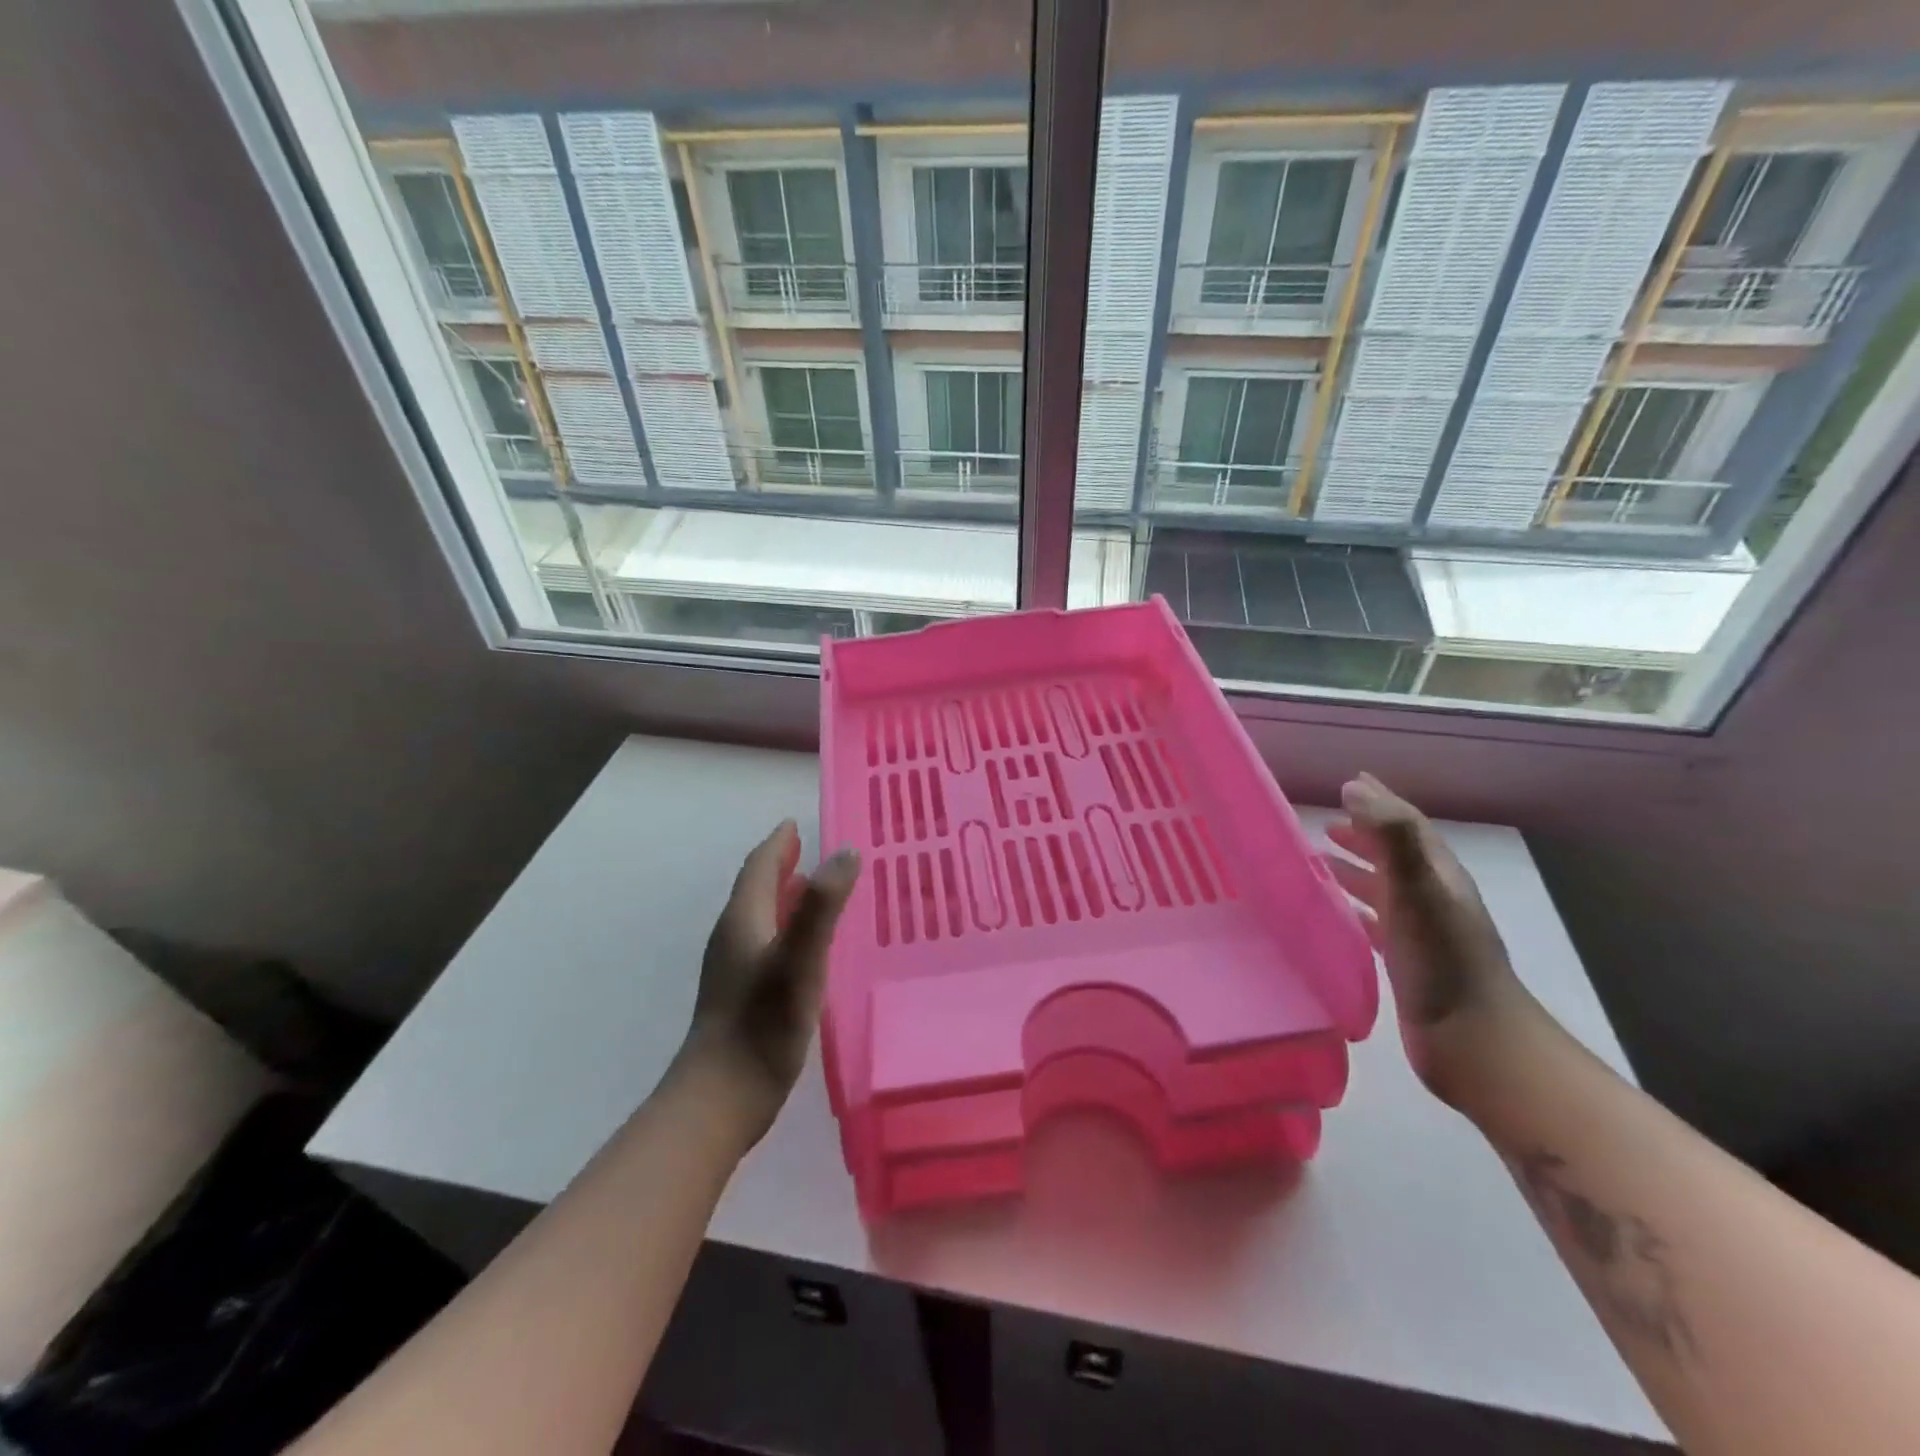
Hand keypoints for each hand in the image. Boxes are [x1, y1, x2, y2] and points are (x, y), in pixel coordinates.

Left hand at [680, 821, 860, 1140]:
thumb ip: (822, 906)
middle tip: (808, 848)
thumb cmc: (762, 1025)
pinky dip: (786, 927)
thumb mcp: (800, 960)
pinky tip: (806, 946)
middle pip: (757, 889)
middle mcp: (734, 937)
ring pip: (760, 917)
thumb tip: (845, 852)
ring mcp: (734, 969)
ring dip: (784, 896)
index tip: (794, 824)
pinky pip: (766, 942)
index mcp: (743, 921)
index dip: (777, 844)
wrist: (720, 1099)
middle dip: (781, 865)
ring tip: (813, 887)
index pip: (758, 868)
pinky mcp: (741, 996)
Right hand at [1325, 774, 1536, 1102]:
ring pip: (1382, 889)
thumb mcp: (1417, 888)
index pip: (1407, 825)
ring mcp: (1420, 933)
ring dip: (1355, 872)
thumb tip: (1354, 787)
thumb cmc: (1443, 960)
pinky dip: (1353, 909)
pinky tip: (1334, 916)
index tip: (1348, 783)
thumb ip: (1390, 835)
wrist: (1473, 1042)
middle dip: (1363, 836)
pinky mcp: (1406, 963)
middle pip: (1394, 855)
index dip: (1379, 802)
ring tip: (1319, 863)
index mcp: (1438, 876)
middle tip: (1326, 825)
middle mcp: (1431, 898)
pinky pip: (1374, 923)